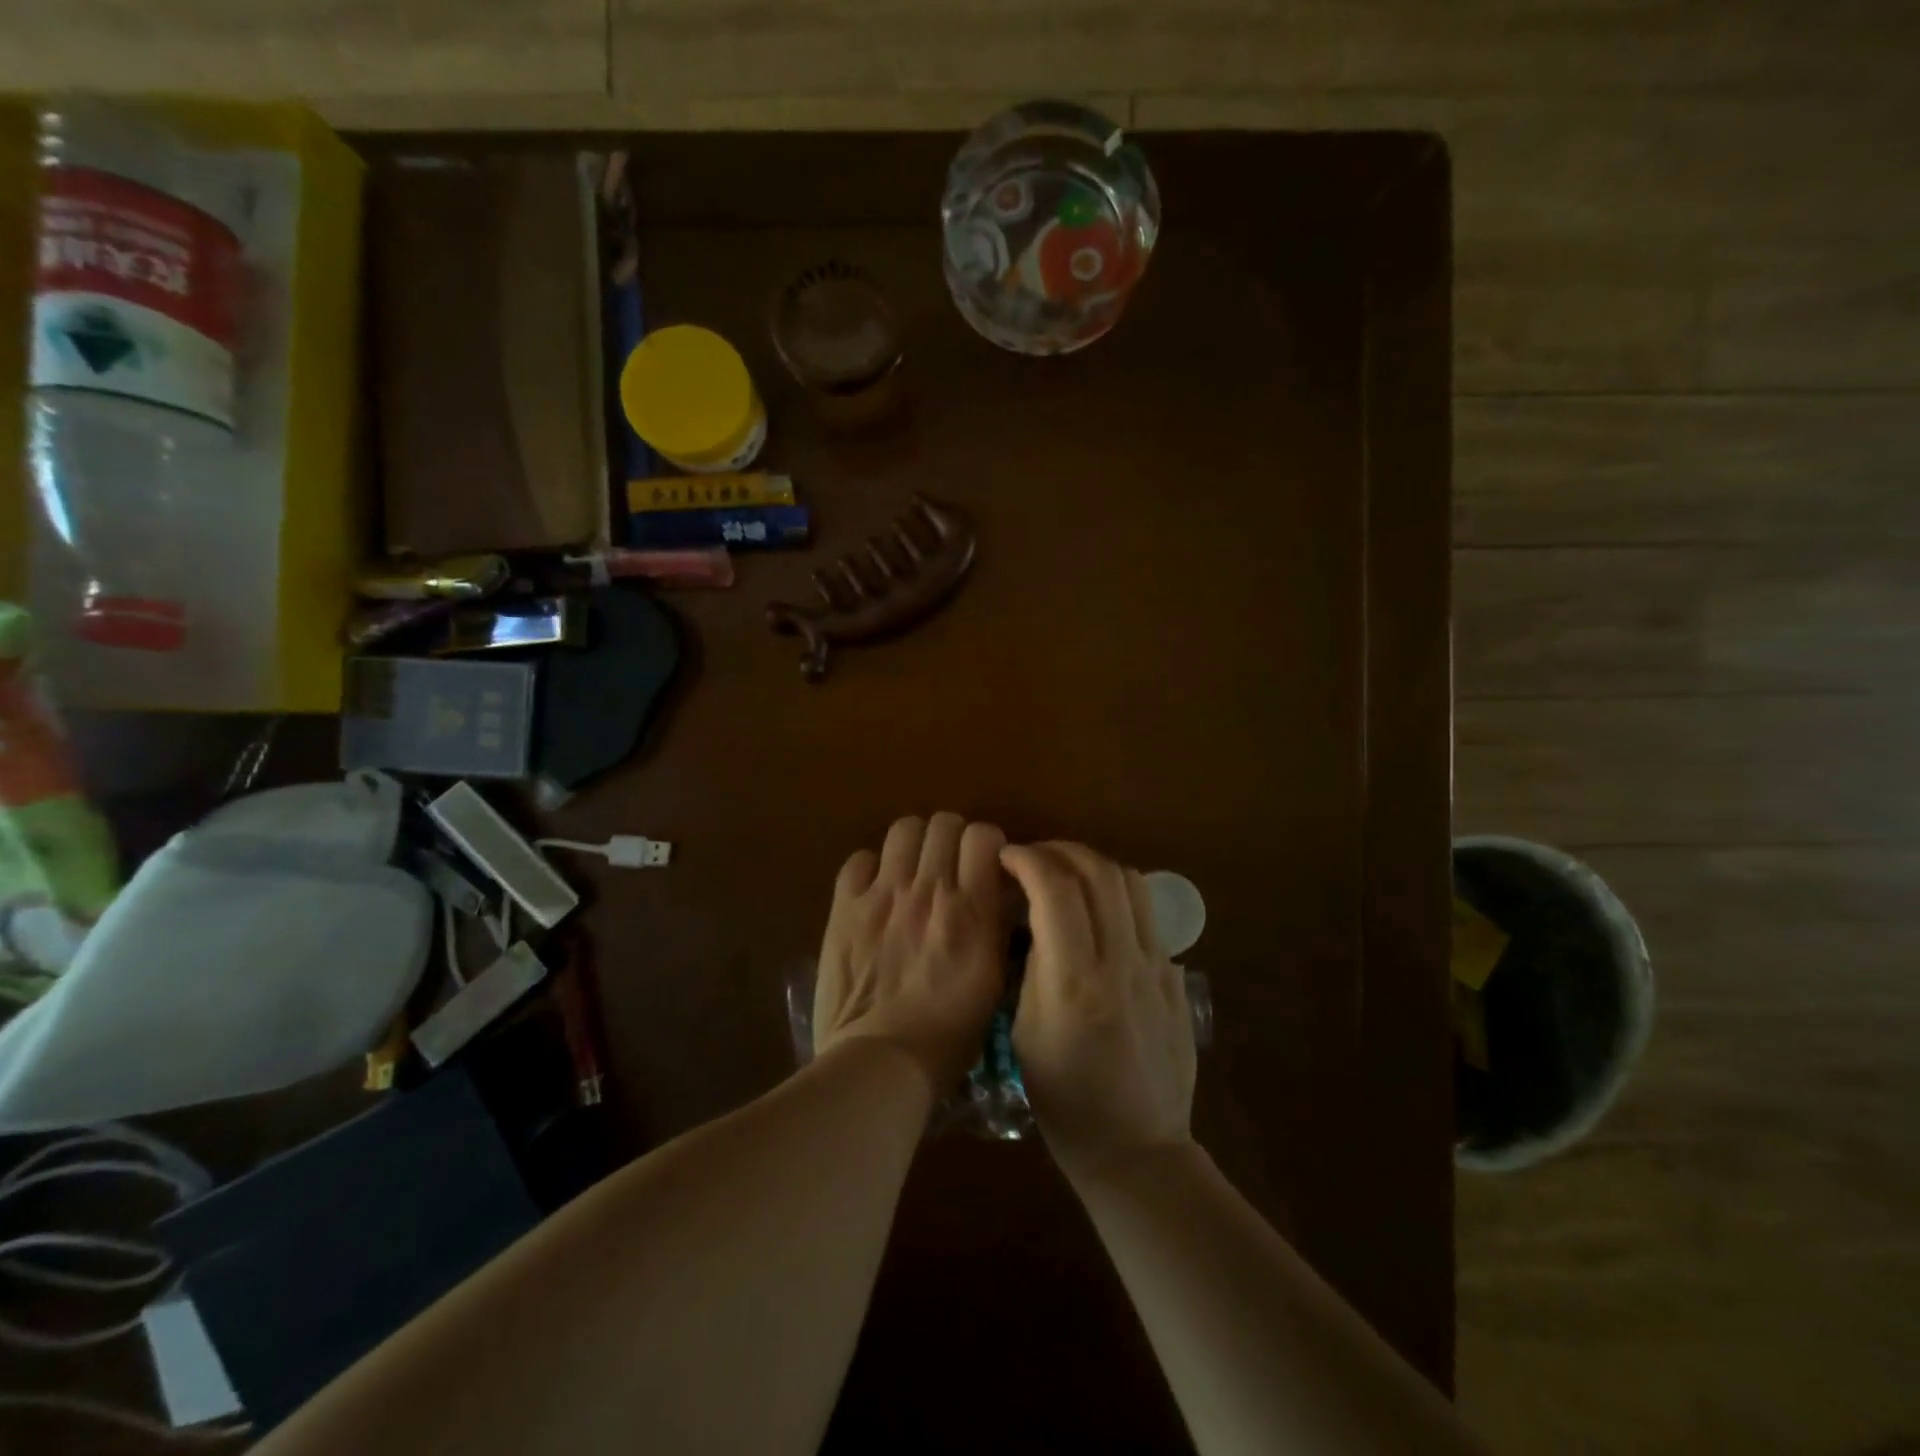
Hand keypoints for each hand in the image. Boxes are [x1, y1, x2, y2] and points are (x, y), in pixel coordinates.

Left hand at [813, 813, 1009, 1095]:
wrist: (881, 1060)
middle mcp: (929, 888)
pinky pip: (859, 859)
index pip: (983, 834)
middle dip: (951, 838)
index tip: (985, 864)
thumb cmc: (949, 1033)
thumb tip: (998, 894)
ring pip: (903, 829)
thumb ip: (996, 927)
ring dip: (914, 843)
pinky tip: (875, 890)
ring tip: (913, 868)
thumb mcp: (993, 980)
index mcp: (971, 908)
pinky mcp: (845, 906)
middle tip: (949, 864)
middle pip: (943, 823)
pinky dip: (871, 867)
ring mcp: (883, 893)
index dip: (986, 843)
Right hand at [1001, 841, 1196, 1183]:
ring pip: (1130, 882)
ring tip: (1065, 873)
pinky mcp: (1174, 975)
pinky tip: (1097, 909)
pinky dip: (1116, 892)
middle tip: (1032, 857)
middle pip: (1098, 872)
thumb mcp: (1025, 1034)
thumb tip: (1036, 918)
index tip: (1006, 857)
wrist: (1137, 1148)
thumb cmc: (1066, 1102)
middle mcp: (1121, 962)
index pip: (1055, 889)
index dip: (1027, 860)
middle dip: (1059, 851)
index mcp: (1074, 982)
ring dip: (1092, 864)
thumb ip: (1033, 967)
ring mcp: (1156, 966)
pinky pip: (1147, 912)